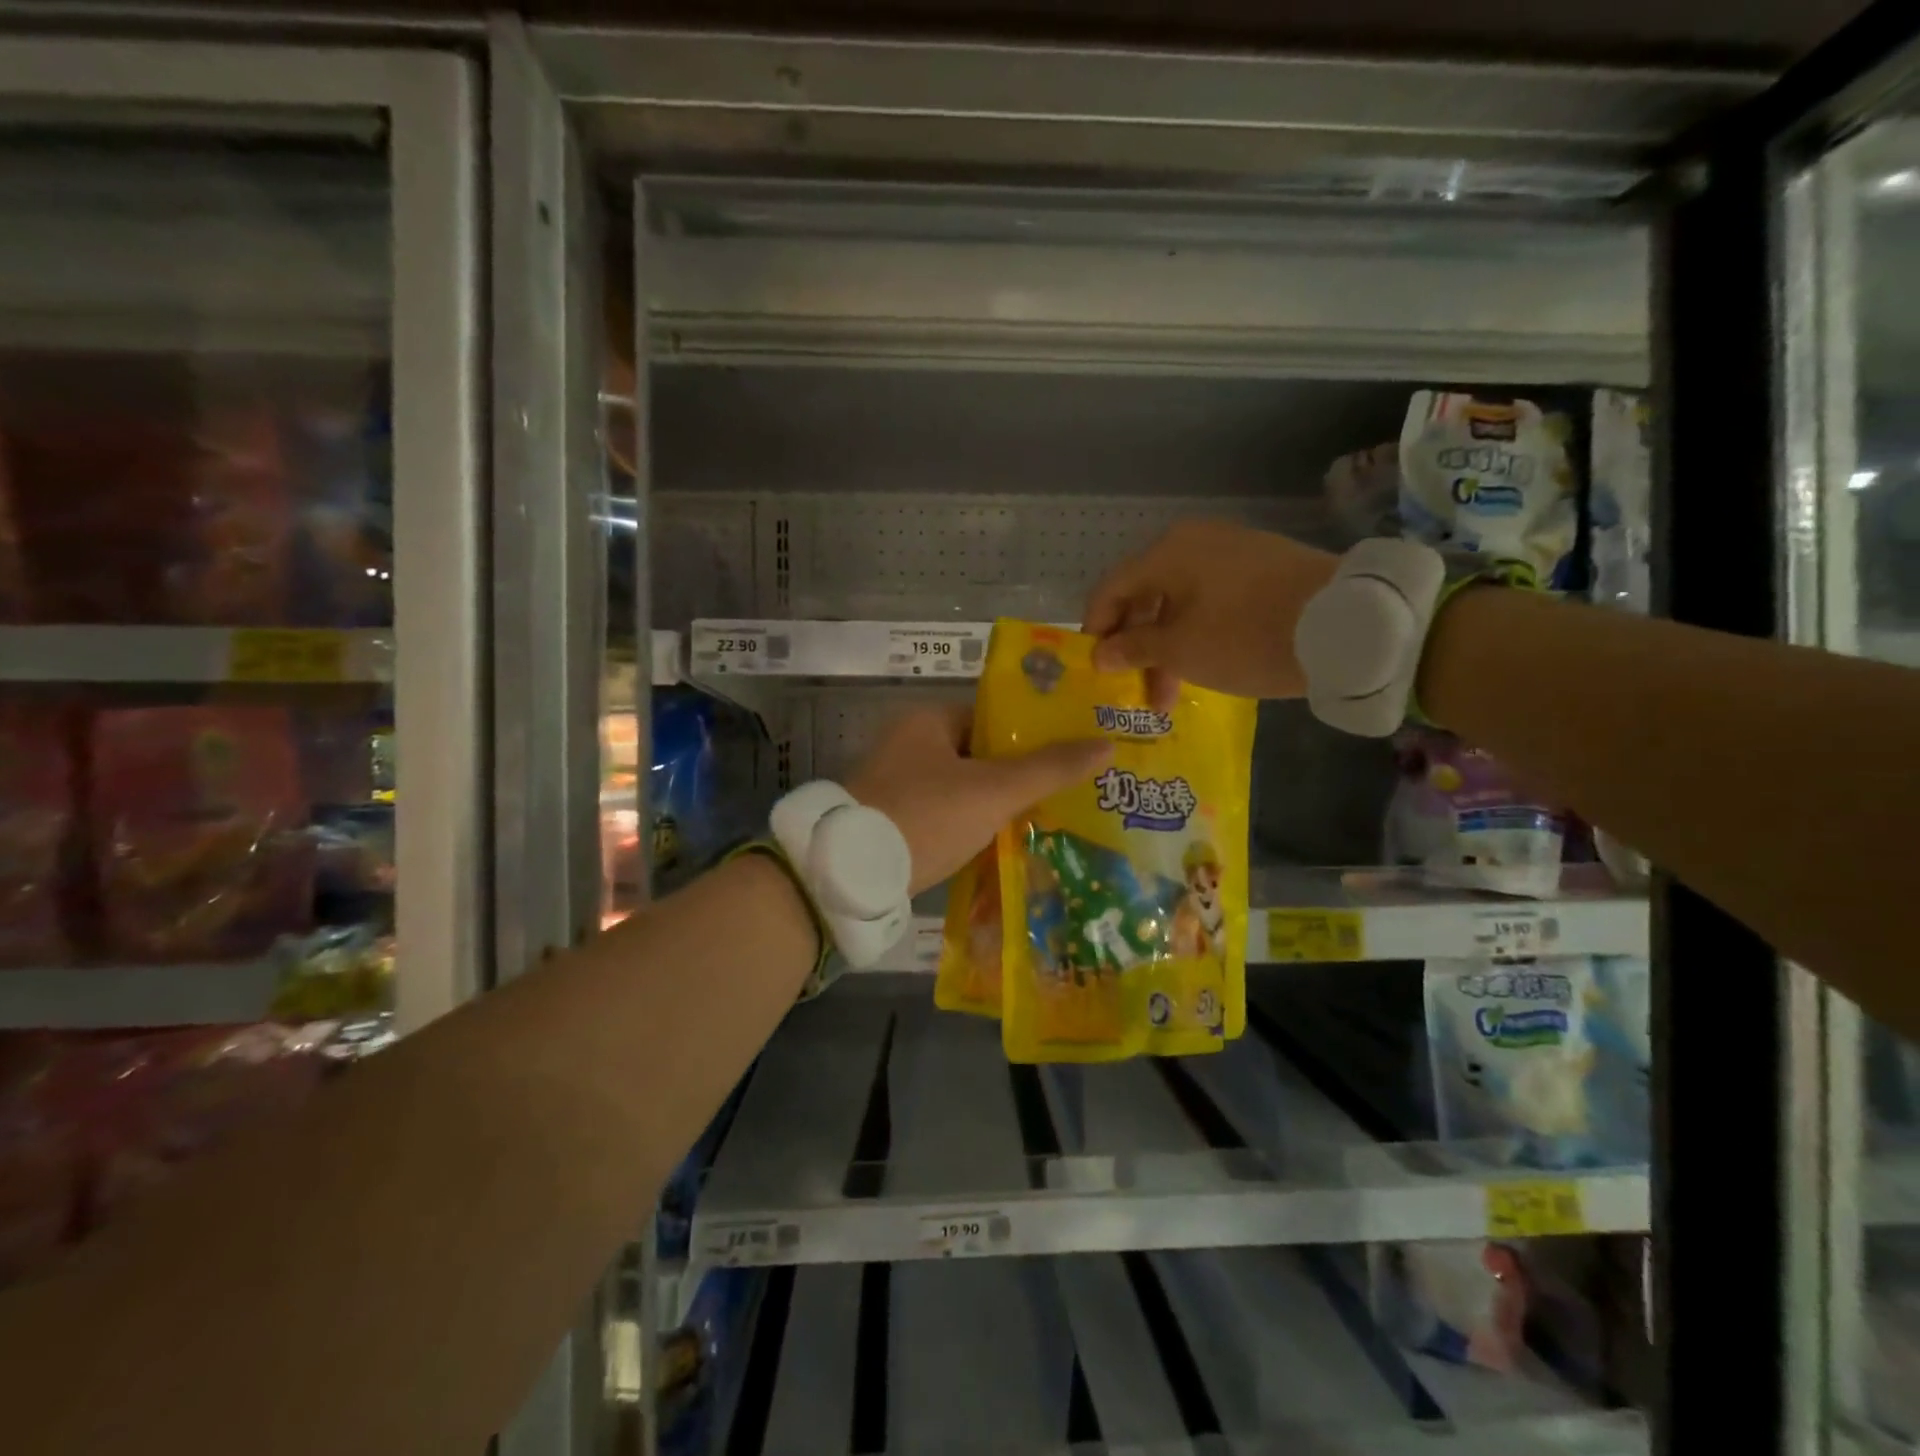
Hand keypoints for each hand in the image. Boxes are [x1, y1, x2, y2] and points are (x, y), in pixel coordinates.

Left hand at [848, 706, 1109, 894]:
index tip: (1066, 759)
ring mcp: (895, 784)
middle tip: (1062, 796)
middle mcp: (906, 744)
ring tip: (1041, 823)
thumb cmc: (926, 816)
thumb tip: (1106, 744)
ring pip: (961, 789)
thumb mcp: (993, 790)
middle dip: (1015, 777)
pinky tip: (999, 846)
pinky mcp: (890, 820)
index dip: (1030, 737)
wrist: (852, 874)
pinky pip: (942, 815)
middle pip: (977, 756)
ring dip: (993, 806)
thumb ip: (1048, 768)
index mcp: (926, 720)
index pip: (990, 718)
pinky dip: (968, 827)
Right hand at [1082, 519, 1338, 709]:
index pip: (1111, 589)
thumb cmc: (1246, 636)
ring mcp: (1233, 551)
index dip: (1096, 630)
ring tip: (1172, 693)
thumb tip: (1101, 653)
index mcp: (1167, 552)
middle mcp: (1195, 541)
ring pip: (1180, 602)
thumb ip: (1133, 648)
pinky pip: (1212, 600)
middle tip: (1136, 690)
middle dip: (1136, 646)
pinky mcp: (1263, 567)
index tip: (1095, 669)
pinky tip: (1205, 665)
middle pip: (1146, 596)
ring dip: (1168, 647)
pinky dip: (1198, 632)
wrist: (1346, 624)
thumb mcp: (1181, 650)